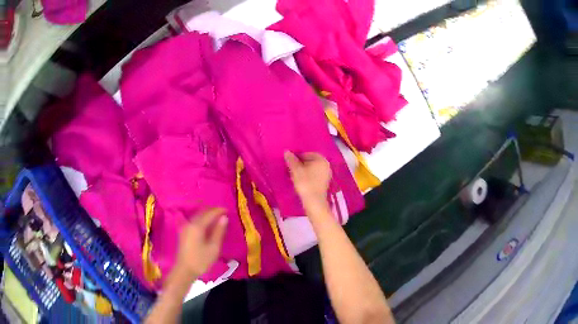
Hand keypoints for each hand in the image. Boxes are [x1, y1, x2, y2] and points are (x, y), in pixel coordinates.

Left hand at [175, 208, 227, 278]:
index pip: (209, 213)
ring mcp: (185, 227)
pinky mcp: (183, 232)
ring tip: (217, 217)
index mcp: (197, 226)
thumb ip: (219, 231)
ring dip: (207, 214)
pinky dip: (202, 218)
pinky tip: (207, 223)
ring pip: (197, 215)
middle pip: (202, 212)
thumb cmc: (201, 260)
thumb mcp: (213, 247)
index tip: (228, 210)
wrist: (184, 270)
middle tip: (223, 212)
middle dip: (212, 211)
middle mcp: (189, 223)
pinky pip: (194, 220)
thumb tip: (224, 218)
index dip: (218, 210)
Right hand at [284, 151, 331, 209]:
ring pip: (313, 168)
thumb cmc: (305, 183)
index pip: (307, 153)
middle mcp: (326, 165)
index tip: (290, 162)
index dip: (297, 156)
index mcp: (321, 159)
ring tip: (295, 175)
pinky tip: (301, 181)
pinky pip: (315, 175)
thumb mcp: (296, 170)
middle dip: (301, 163)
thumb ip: (291, 160)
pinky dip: (308, 176)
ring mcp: (327, 174)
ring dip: (304, 170)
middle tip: (291, 168)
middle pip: (311, 161)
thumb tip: (287, 151)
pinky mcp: (325, 182)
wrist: (314, 202)